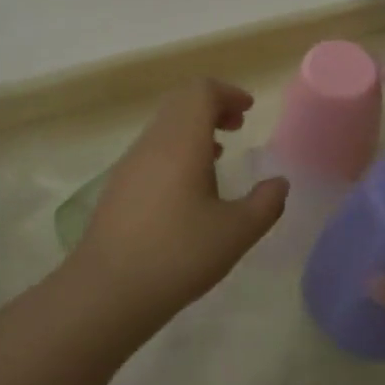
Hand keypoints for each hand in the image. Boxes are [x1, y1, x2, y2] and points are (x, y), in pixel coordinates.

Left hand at [68, 79, 288, 335]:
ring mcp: (130, 163)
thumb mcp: (236, 233)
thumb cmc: (178, 255)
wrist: (106, 292)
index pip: (201, 91)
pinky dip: (176, 148)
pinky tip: (188, 186)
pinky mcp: (118, 186)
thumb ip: (265, 203)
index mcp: (182, 141)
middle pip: (181, 102)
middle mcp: (153, 142)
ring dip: (193, 128)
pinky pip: (152, 148)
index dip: (228, 93)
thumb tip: (279, 183)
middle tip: (237, 126)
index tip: (248, 111)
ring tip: (218, 154)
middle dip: (212, 106)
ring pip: (164, 125)